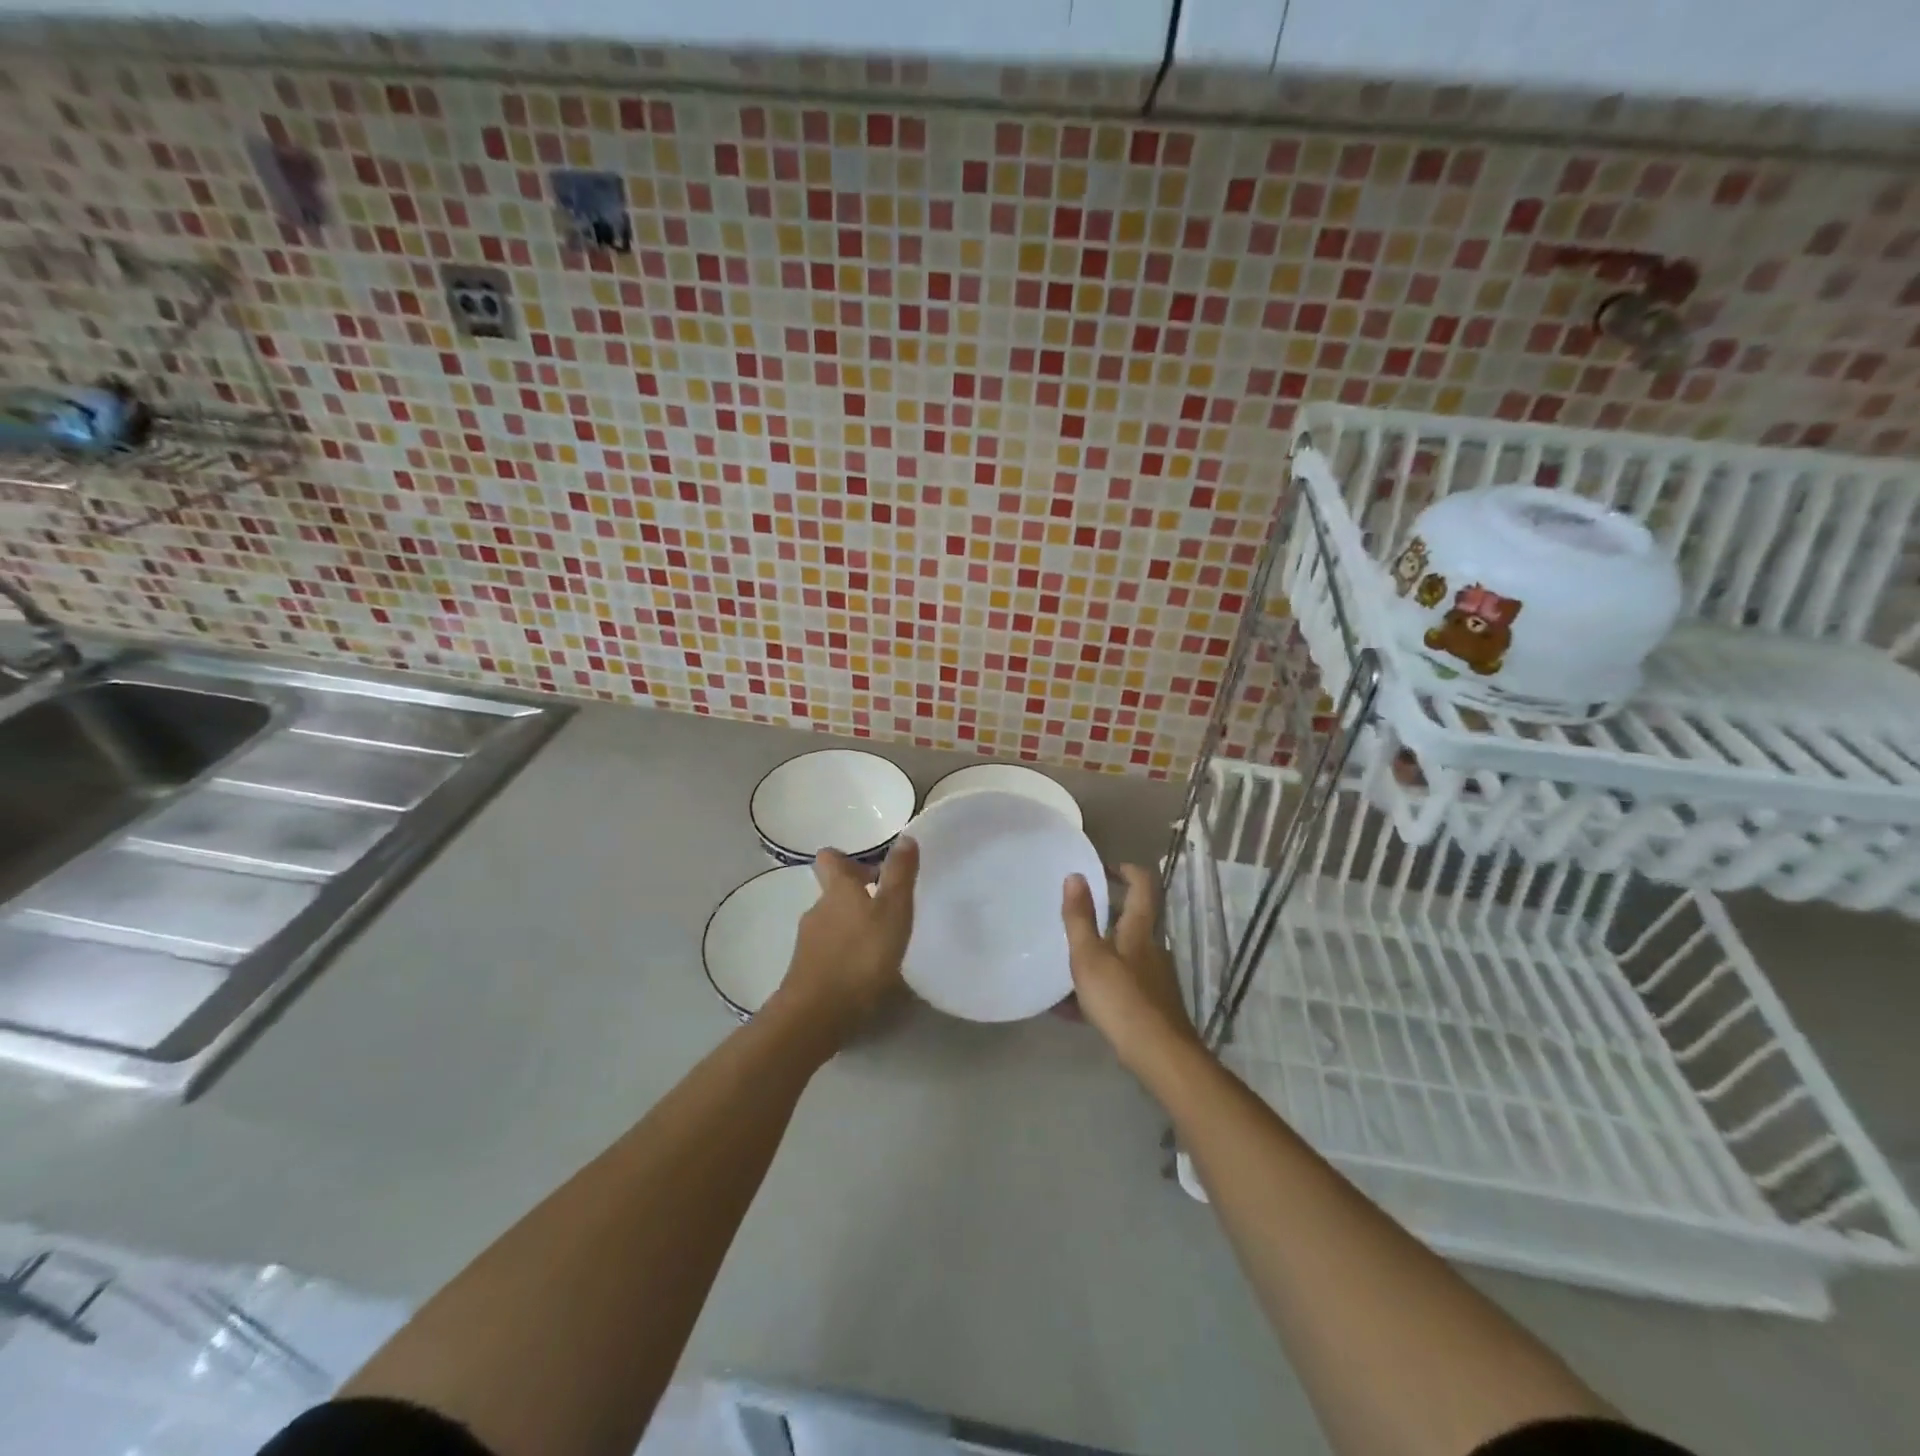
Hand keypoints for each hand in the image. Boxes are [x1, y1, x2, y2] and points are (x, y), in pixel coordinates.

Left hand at [773, 839, 918, 1047]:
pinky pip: (828, 951)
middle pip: (833, 892)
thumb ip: (899, 875)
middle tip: (887, 906)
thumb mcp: (892, 911)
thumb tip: (904, 837)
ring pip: (831, 922)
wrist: (817, 1014)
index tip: (872, 870)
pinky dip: (846, 952)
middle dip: (857, 895)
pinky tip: (865, 970)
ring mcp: (808, 942)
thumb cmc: (861, 955)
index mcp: (837, 889)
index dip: (846, 859)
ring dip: (853, 925)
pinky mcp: (806, 971)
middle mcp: (817, 910)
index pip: (830, 859)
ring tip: (881, 941)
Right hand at [1061, 865, 1200, 1072]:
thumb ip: (1080, 917)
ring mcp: (1154, 978)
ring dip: (1098, 953)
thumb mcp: (1089, 956)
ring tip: (1065, 963)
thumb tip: (1075, 875)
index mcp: (1139, 930)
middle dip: (1104, 915)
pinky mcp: (1151, 1005)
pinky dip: (1098, 987)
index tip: (1102, 868)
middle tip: (1073, 916)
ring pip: (1123, 955)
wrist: (1160, 1056)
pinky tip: (1071, 1008)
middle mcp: (1151, 948)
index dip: (1126, 870)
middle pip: (1131, 920)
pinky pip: (1120, 986)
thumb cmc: (1121, 999)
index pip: (1142, 885)